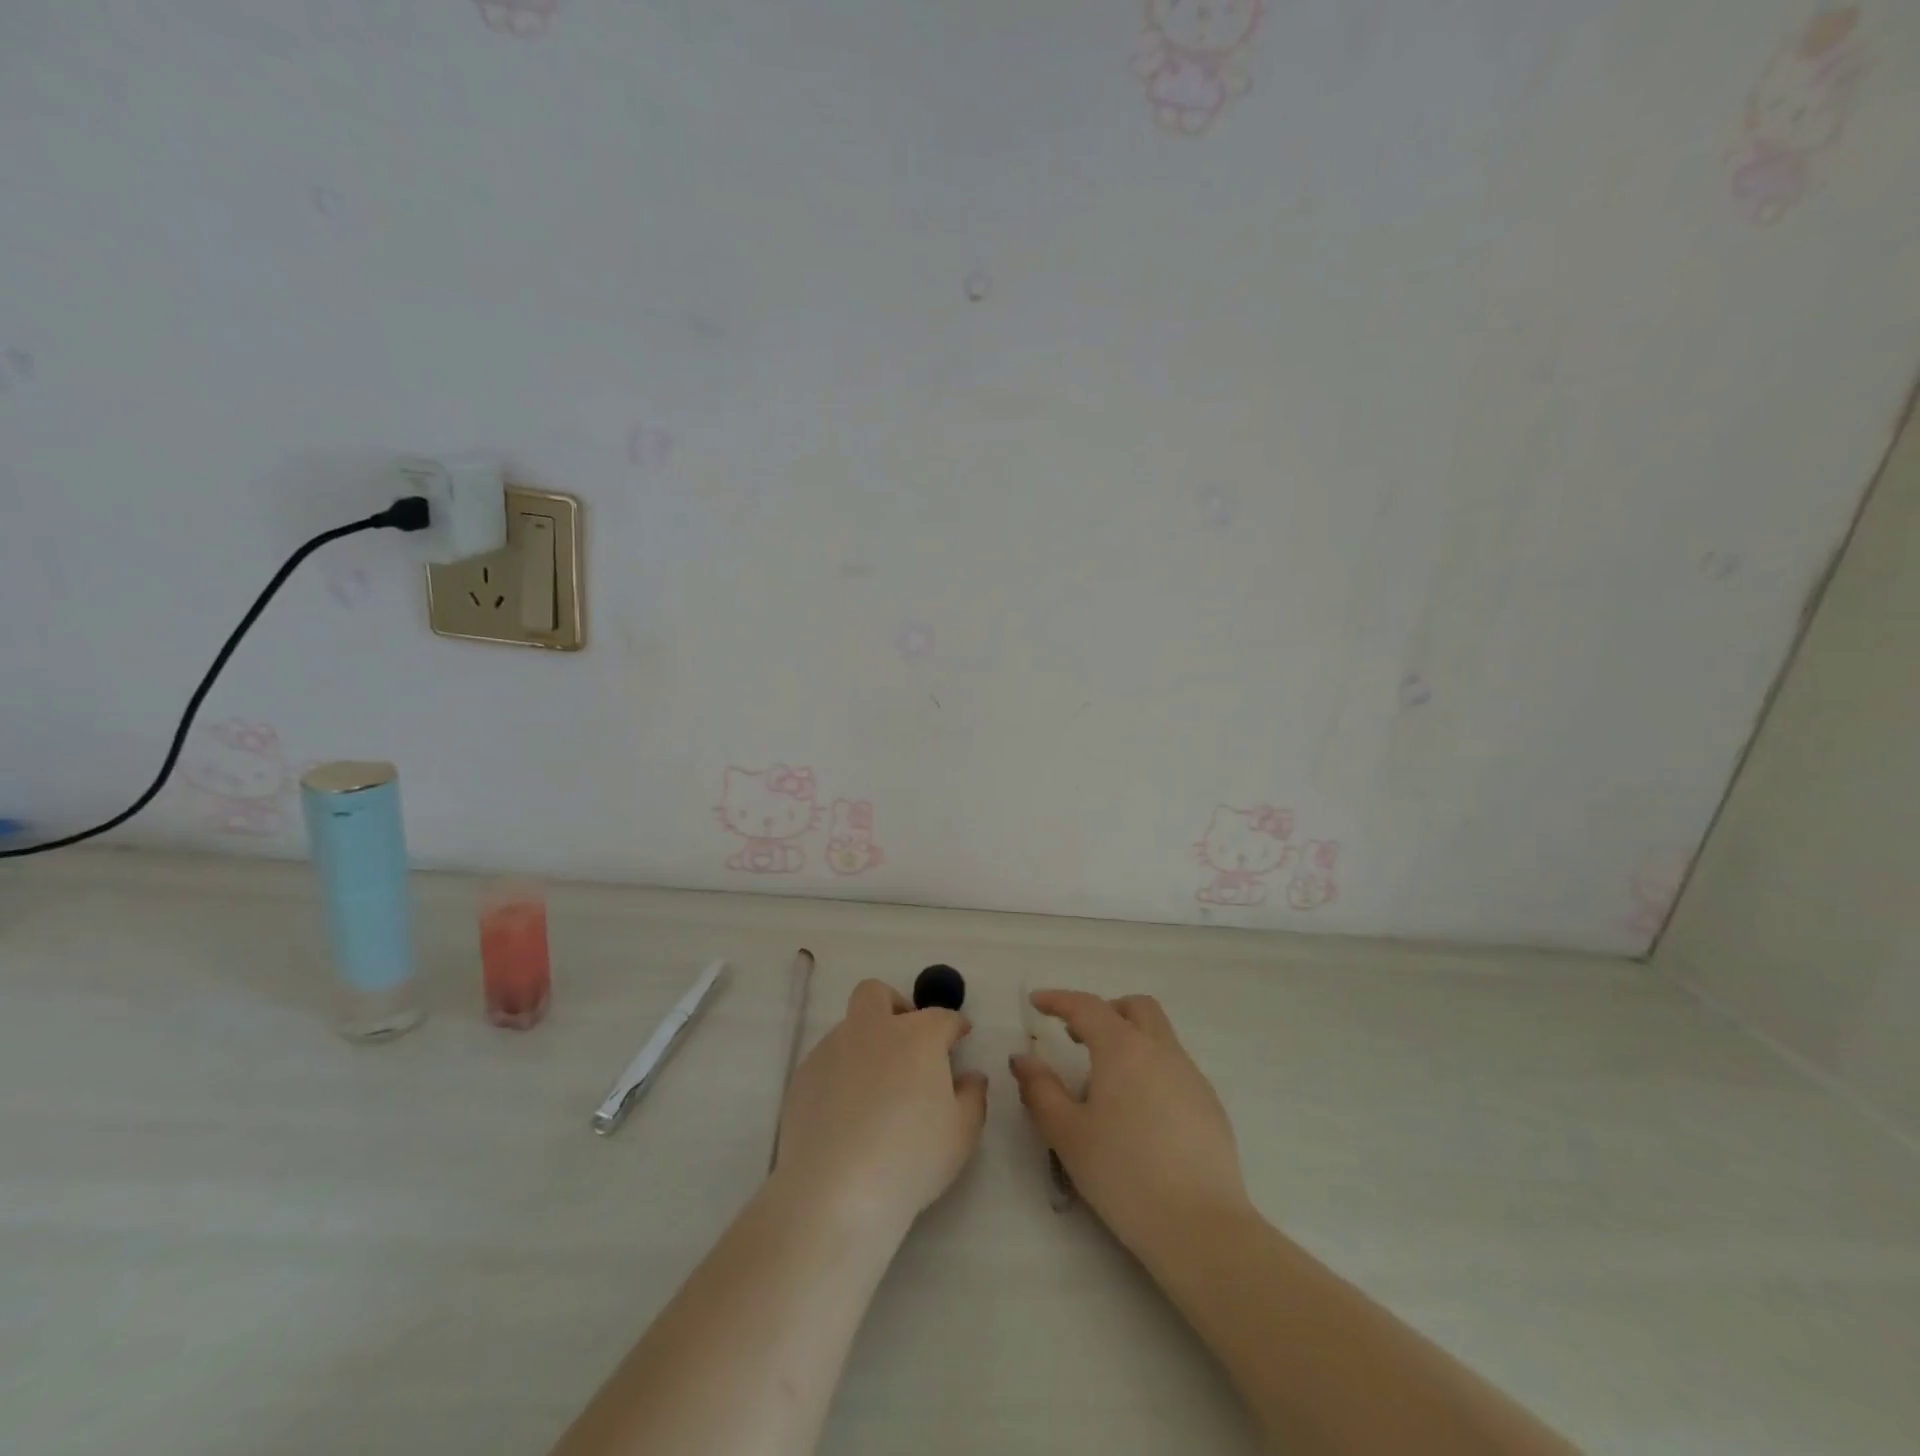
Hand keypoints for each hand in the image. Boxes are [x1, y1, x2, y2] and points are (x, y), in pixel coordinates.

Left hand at [771, 979, 987, 1236]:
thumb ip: (973, 1096)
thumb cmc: (911, 1158)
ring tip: (876, 1091)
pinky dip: (842, 1073)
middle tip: (908, 1042)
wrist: (835, 1190)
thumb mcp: (962, 1134)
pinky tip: (847, 1113)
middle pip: (878, 994)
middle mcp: (872, 1029)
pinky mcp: (803, 1076)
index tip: (960, 1037)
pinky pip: (828, 1061)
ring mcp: (832, 1049)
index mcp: (916, 1036)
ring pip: (850, 1028)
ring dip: (867, 1044)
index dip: (954, 1026)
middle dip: (896, 1006)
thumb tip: (970, 1076)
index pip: (942, 1017)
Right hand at [1010, 990, 1251, 1256]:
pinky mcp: (1210, 1105)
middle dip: (1105, 1011)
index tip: (1037, 1002)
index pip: (1087, 1007)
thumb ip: (1041, 1090)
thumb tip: (1023, 1059)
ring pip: (1159, 1036)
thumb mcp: (1068, 1134)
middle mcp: (1161, 1050)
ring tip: (1106, 1084)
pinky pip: (1175, 1068)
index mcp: (1123, 1049)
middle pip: (1135, 1008)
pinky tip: (1140, 1114)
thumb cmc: (1124, 1175)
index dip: (1058, 1000)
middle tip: (1078, 1037)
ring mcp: (1191, 1076)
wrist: (1201, 1227)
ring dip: (1129, 1040)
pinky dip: (1151, 1069)